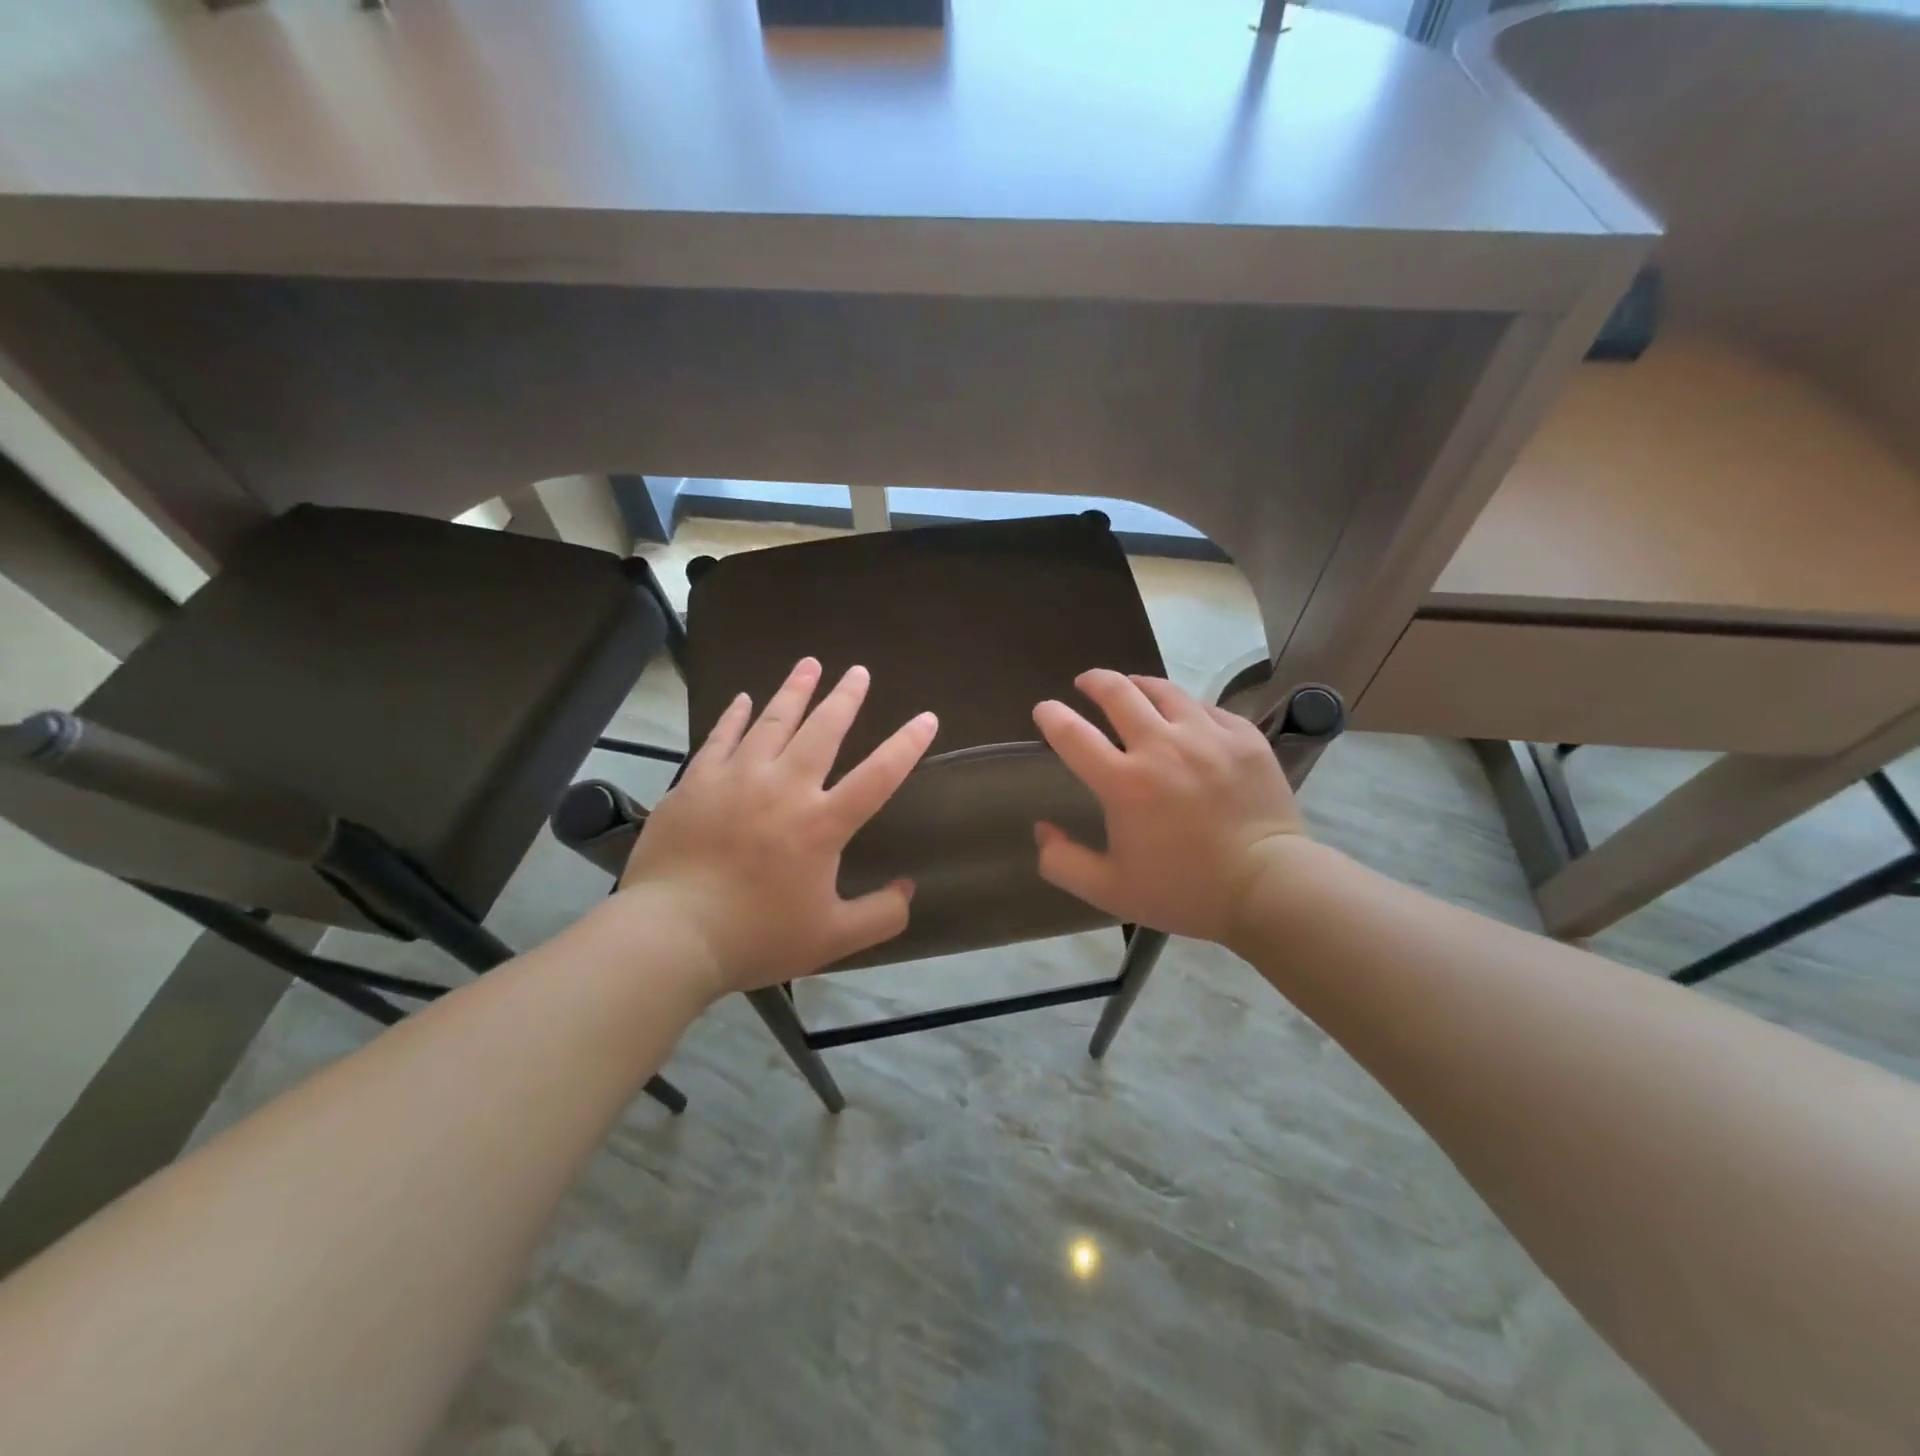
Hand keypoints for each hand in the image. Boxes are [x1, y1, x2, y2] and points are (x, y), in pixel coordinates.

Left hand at [618, 658, 938, 995]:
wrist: (671, 935)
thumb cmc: (756, 937)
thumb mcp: (832, 939)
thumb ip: (880, 915)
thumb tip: (909, 889)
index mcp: (821, 824)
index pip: (878, 775)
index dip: (907, 745)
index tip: (927, 718)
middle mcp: (784, 788)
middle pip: (823, 731)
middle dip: (845, 698)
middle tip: (858, 671)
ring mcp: (736, 779)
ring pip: (772, 721)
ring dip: (795, 691)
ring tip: (809, 664)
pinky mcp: (696, 782)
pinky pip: (721, 737)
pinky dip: (735, 715)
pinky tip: (743, 698)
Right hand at [1031, 670, 1308, 943]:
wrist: (1269, 887)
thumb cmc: (1185, 891)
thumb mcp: (1110, 890)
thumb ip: (1062, 862)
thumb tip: (1042, 828)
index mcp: (1123, 783)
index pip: (1072, 734)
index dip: (1051, 715)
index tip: (1045, 709)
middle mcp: (1161, 747)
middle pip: (1118, 693)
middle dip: (1094, 682)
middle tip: (1086, 683)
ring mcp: (1207, 736)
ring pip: (1164, 690)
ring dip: (1138, 685)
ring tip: (1132, 689)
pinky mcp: (1244, 736)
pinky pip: (1206, 708)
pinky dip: (1185, 708)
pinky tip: (1184, 718)